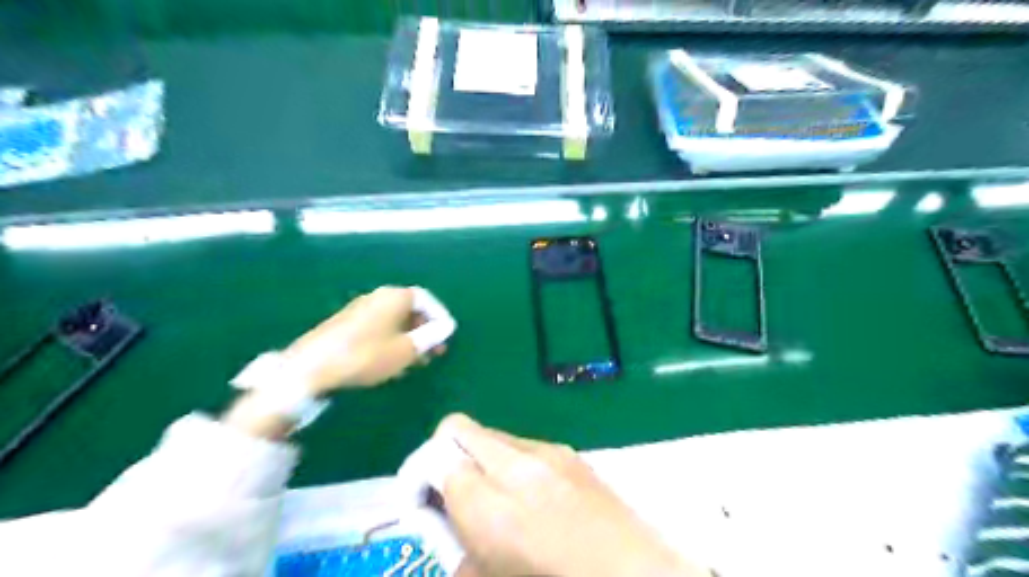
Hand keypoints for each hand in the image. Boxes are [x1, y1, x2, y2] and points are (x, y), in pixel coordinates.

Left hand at [287, 284, 451, 393]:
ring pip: (394, 322)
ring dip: (409, 340)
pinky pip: (379, 329)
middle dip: (425, 331)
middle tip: (435, 353)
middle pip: (410, 310)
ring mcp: (360, 310)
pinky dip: (392, 342)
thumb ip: (430, 337)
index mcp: (395, 297)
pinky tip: (392, 364)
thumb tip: (448, 326)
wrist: (312, 367)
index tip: (446, 336)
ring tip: (417, 363)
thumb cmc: (366, 355)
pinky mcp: (346, 325)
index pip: (426, 299)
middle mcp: (378, 297)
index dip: (440, 317)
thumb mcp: (406, 350)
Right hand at [433, 418, 708, 576]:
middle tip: (453, 493)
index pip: (435, 457)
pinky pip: (524, 446)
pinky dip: (513, 462)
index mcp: (492, 504)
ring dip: (482, 458)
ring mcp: (549, 453)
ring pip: (494, 436)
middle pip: (460, 430)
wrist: (634, 573)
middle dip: (446, 455)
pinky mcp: (570, 454)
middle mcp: (518, 465)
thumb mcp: (493, 571)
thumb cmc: (554, 575)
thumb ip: (460, 545)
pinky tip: (533, 496)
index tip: (423, 499)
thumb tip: (446, 519)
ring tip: (498, 498)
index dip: (420, 474)